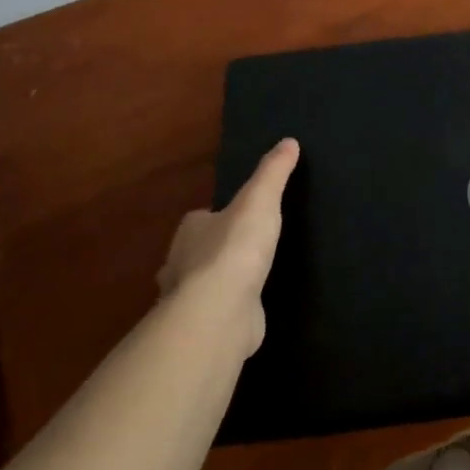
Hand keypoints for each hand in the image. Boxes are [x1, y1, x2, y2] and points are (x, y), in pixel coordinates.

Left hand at [156, 138, 298, 353]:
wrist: (220, 311)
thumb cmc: (236, 248)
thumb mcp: (261, 200)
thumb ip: (273, 173)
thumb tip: (288, 141)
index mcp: (191, 230)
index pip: (200, 219)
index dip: (216, 217)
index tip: (237, 218)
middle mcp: (180, 264)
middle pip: (195, 253)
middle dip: (212, 252)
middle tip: (243, 250)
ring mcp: (189, 300)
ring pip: (201, 286)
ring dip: (217, 284)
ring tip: (246, 281)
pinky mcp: (203, 327)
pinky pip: (215, 314)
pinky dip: (227, 311)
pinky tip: (246, 310)